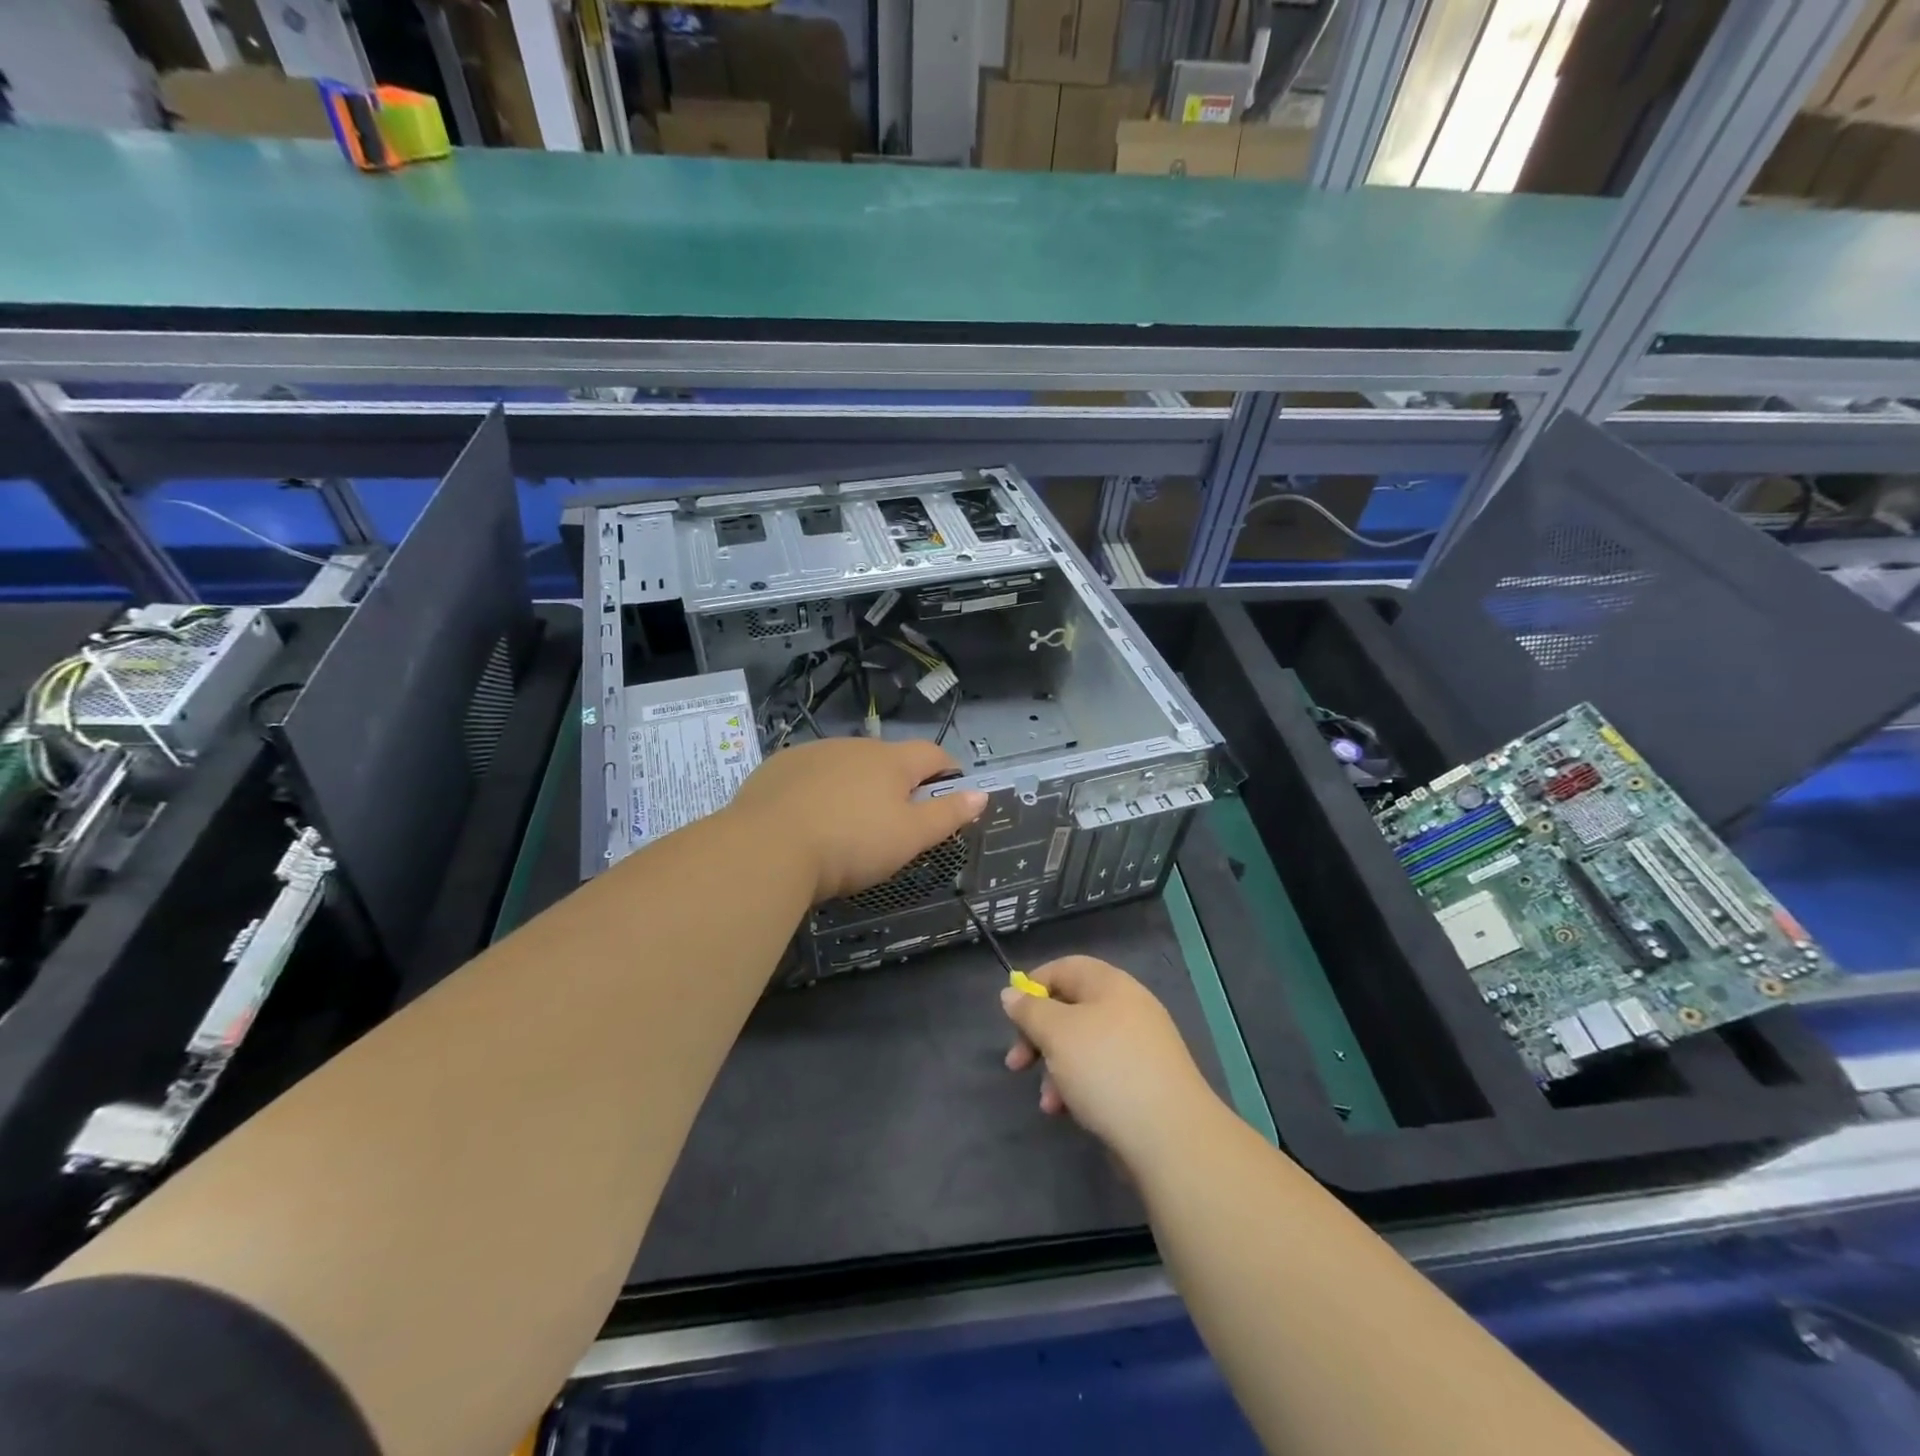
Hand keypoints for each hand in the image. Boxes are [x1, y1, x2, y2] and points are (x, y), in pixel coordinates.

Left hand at [726, 738, 987, 903]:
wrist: (767, 847)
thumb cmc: (851, 844)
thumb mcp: (909, 838)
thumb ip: (947, 815)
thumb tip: (981, 794)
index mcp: (892, 761)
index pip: (932, 753)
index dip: (948, 769)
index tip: (952, 789)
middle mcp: (854, 746)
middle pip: (888, 758)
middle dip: (899, 782)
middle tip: (897, 819)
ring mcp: (813, 752)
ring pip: (847, 764)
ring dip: (856, 784)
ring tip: (849, 821)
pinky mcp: (778, 767)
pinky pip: (810, 774)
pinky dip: (819, 789)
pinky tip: (808, 818)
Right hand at [1001, 956, 1220, 1171]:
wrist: (1171, 1136)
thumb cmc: (1106, 1069)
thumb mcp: (1057, 1033)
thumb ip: (1030, 1010)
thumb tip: (1011, 993)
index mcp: (1110, 984)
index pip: (1065, 968)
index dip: (1034, 986)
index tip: (1010, 1016)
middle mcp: (1128, 1008)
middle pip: (1070, 1009)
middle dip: (1039, 1036)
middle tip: (1016, 1063)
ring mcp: (1139, 1046)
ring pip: (1082, 1046)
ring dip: (1056, 1069)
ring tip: (1048, 1102)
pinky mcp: (1145, 1082)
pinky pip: (1101, 1073)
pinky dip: (1079, 1087)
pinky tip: (1069, 1113)